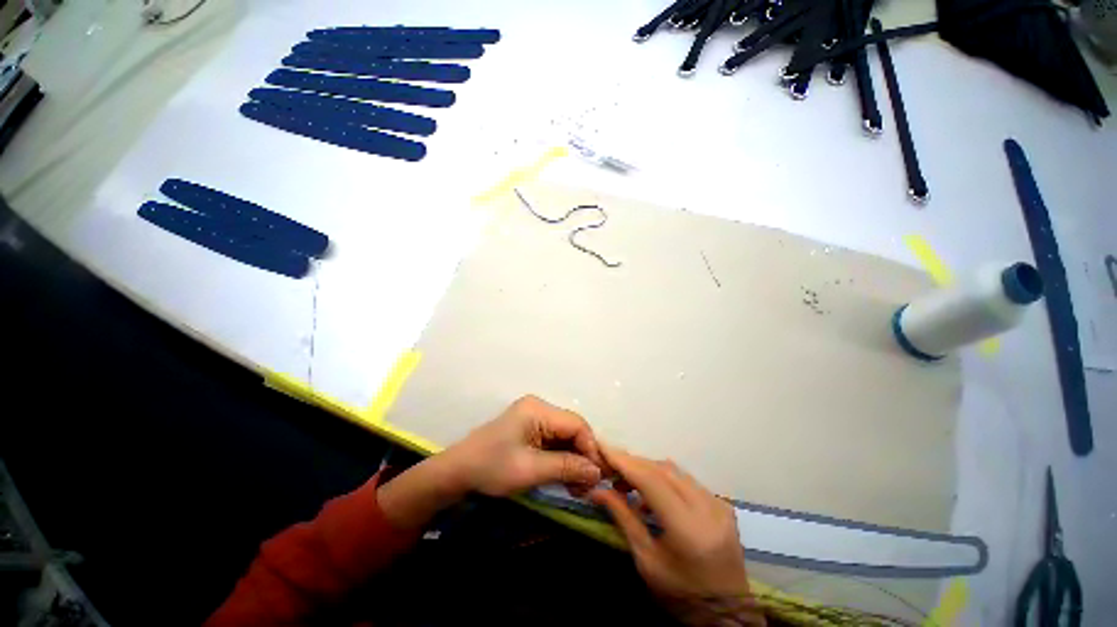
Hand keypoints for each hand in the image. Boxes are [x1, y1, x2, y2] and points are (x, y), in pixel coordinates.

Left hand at [440, 395, 604, 495]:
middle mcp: (539, 408)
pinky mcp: (531, 429)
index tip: (596, 477)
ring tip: (577, 487)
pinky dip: (562, 459)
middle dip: (582, 457)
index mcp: (538, 409)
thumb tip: (597, 471)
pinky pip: (555, 441)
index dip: (590, 448)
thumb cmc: (491, 468)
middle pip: (572, 429)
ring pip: (565, 437)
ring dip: (574, 460)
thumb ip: (566, 467)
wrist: (457, 472)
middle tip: (587, 486)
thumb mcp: (530, 469)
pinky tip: (565, 477)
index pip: (576, 424)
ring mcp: (534, 418)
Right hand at [590, 447, 750, 601]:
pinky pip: (686, 480)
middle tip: (610, 467)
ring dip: (648, 469)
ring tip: (627, 482)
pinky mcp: (722, 504)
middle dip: (633, 463)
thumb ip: (623, 518)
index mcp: (688, 528)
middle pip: (662, 470)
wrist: (727, 616)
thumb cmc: (681, 596)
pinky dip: (664, 479)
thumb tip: (597, 489)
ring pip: (675, 471)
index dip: (624, 462)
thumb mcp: (646, 560)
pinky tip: (652, 493)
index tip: (602, 448)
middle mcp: (707, 508)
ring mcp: (718, 504)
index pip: (651, 481)